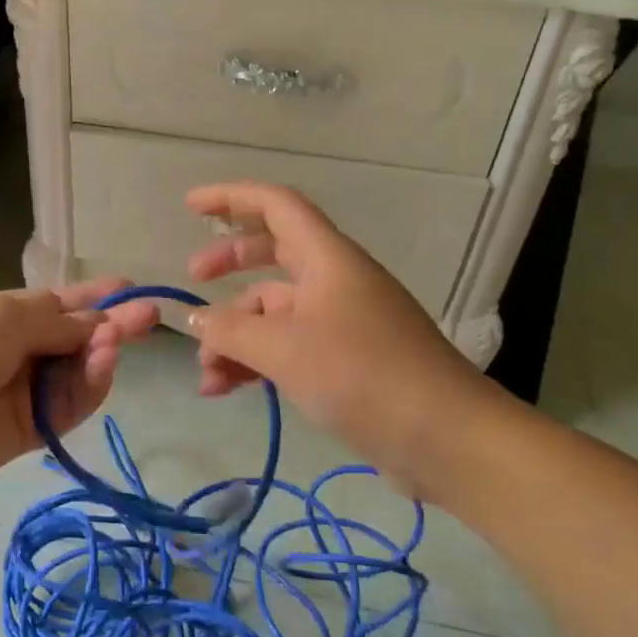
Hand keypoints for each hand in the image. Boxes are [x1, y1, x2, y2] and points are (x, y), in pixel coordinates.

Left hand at [0, 279, 159, 491]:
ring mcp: (28, 390)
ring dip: (102, 353)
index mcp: (7, 315)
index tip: (129, 288)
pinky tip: (105, 364)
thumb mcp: (6, 316)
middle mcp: (21, 350)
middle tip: (149, 316)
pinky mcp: (35, 428)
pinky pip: (72, 404)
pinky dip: (91, 384)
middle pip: (77, 337)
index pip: (60, 304)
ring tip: (117, 340)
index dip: (93, 297)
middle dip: (112, 325)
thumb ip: (58, 320)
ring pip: (79, 370)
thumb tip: (96, 321)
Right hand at [184, 182, 497, 489]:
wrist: (447, 438)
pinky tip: (228, 389)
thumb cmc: (363, 375)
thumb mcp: (284, 349)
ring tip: (206, 374)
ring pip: (276, 309)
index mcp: (327, 258)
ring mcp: (343, 320)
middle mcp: (335, 280)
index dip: (231, 198)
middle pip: (273, 252)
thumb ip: (230, 330)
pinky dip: (257, 360)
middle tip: (192, 280)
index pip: (276, 205)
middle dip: (229, 263)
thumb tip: (194, 319)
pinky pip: (289, 344)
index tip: (190, 206)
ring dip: (236, 332)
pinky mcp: (348, 360)